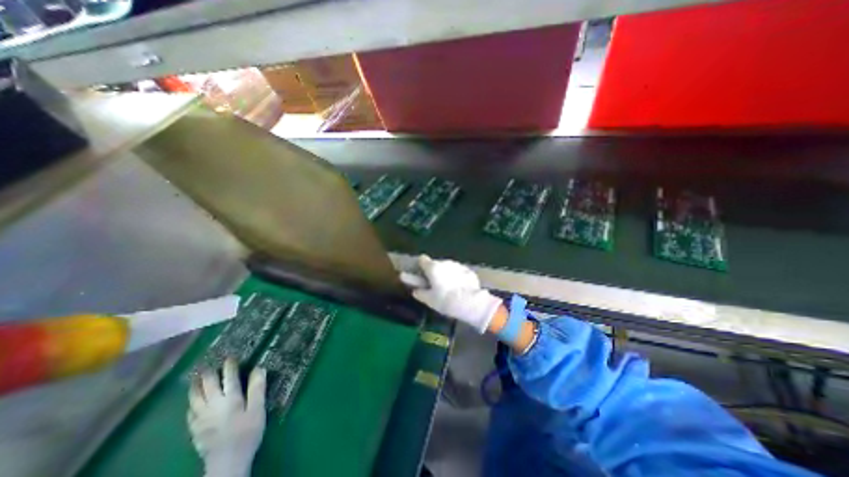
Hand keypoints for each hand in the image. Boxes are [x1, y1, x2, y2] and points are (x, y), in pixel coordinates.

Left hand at [190, 359, 266, 475]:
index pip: (229, 378)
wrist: (228, 463)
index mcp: (230, 399)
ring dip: (194, 387)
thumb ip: (257, 388)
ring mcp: (201, 419)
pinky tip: (191, 403)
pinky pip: (190, 413)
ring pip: (195, 399)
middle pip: (208, 387)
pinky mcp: (195, 431)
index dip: (230, 366)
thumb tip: (259, 368)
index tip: (230, 357)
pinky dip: (191, 403)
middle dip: (207, 374)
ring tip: (194, 378)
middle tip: (205, 364)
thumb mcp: (258, 409)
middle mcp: (213, 406)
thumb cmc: (247, 433)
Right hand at [401, 255, 498, 332]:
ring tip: (449, 288)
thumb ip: (420, 293)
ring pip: (447, 267)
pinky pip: (458, 272)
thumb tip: (416, 290)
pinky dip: (457, 277)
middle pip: (435, 264)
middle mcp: (444, 262)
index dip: (421, 266)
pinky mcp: (468, 270)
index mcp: (433, 267)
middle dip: (435, 272)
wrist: (470, 303)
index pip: (422, 260)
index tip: (422, 275)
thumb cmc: (445, 300)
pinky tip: (459, 288)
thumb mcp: (429, 300)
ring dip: (446, 274)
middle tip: (436, 286)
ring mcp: (457, 265)